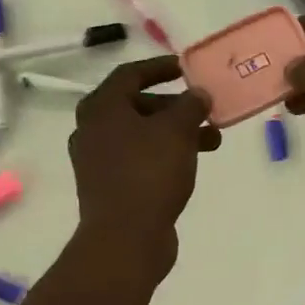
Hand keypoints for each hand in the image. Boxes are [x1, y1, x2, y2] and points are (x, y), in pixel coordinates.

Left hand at [69, 57, 219, 271]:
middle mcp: (93, 130)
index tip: (186, 68)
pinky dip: (164, 154)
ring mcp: (98, 161)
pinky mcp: (109, 187)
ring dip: (175, 132)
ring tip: (212, 140)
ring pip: (141, 135)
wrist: (125, 237)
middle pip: (136, 105)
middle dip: (174, 106)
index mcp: (101, 108)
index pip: (130, 74)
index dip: (160, 67)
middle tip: (203, 109)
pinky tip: (191, 163)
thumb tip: (197, 94)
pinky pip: (140, 159)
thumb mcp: (177, 130)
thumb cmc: (149, 173)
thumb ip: (190, 105)